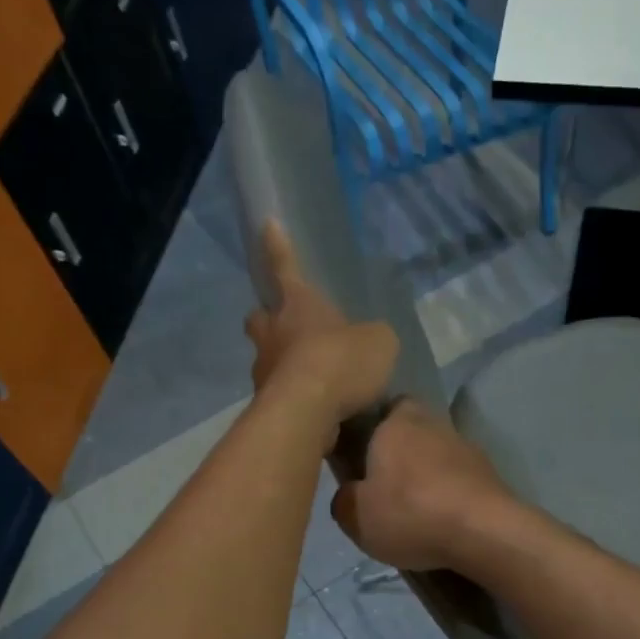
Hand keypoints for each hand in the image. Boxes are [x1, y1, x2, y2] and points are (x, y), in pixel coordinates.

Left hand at [244, 221, 397, 434]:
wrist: (306, 414)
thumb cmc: (340, 362)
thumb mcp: (378, 343)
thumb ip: (374, 337)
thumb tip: (371, 342)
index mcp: (298, 304)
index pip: (287, 267)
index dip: (279, 247)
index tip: (268, 224)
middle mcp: (273, 332)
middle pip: (261, 317)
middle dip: (269, 318)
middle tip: (285, 326)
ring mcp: (264, 370)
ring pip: (267, 358)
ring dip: (284, 363)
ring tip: (314, 379)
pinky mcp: (266, 405)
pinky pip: (279, 393)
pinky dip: (295, 398)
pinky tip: (317, 410)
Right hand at [331, 400, 518, 572]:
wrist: (484, 532)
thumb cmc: (411, 513)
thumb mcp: (355, 515)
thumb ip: (344, 497)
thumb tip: (351, 492)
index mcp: (398, 421)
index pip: (384, 406)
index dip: (373, 426)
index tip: (362, 453)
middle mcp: (435, 424)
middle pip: (413, 431)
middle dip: (400, 454)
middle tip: (384, 486)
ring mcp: (467, 448)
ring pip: (438, 456)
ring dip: (427, 477)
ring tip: (414, 511)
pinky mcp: (489, 475)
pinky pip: (459, 480)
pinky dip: (449, 495)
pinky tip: (441, 521)